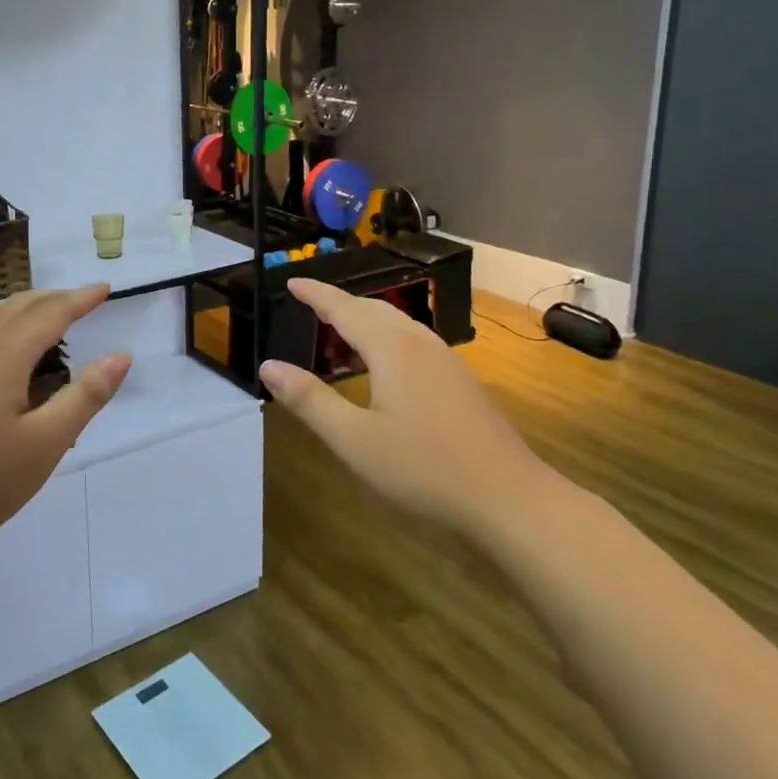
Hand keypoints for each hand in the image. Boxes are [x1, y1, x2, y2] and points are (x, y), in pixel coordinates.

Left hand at [0, 285, 129, 563]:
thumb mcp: (44, 444)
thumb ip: (85, 396)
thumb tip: (121, 355)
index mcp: (3, 355)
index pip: (51, 314)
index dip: (81, 300)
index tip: (105, 288)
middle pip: (18, 307)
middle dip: (54, 299)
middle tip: (83, 301)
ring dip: (25, 310)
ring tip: (47, 319)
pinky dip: (2, 326)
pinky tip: (2, 353)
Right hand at [259, 277, 551, 534]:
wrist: (509, 497)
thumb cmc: (424, 468)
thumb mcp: (354, 439)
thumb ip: (309, 400)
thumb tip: (268, 366)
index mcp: (390, 348)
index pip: (343, 308)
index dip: (315, 294)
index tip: (291, 281)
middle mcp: (418, 342)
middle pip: (372, 308)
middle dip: (339, 302)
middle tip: (309, 302)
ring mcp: (444, 359)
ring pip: (396, 323)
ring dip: (364, 317)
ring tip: (340, 327)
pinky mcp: (459, 379)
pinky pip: (412, 339)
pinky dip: (385, 335)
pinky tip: (384, 362)